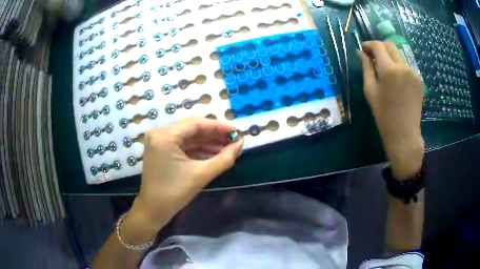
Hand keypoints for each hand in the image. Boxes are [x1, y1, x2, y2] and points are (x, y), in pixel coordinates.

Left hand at [127, 118, 242, 235]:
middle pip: (192, 129)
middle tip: (234, 140)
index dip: (218, 126)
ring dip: (208, 142)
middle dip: (214, 135)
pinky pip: (183, 145)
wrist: (154, 210)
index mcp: (165, 135)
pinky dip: (198, 149)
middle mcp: (160, 133)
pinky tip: (214, 153)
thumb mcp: (201, 174)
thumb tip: (240, 144)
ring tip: (228, 148)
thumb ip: (224, 158)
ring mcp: (160, 142)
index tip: (236, 131)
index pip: (196, 124)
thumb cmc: (175, 193)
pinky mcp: (162, 150)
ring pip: (189, 137)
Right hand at [359, 41, 423, 179]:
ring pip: (399, 56)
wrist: (404, 133)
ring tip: (385, 70)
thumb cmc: (384, 115)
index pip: (378, 46)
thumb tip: (362, 52)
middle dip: (380, 47)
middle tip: (373, 56)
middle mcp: (403, 66)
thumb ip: (366, 67)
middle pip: (390, 46)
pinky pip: (406, 66)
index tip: (364, 48)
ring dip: (390, 57)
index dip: (369, 44)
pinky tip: (396, 80)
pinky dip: (399, 67)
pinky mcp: (419, 79)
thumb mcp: (370, 91)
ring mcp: (413, 73)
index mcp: (389, 69)